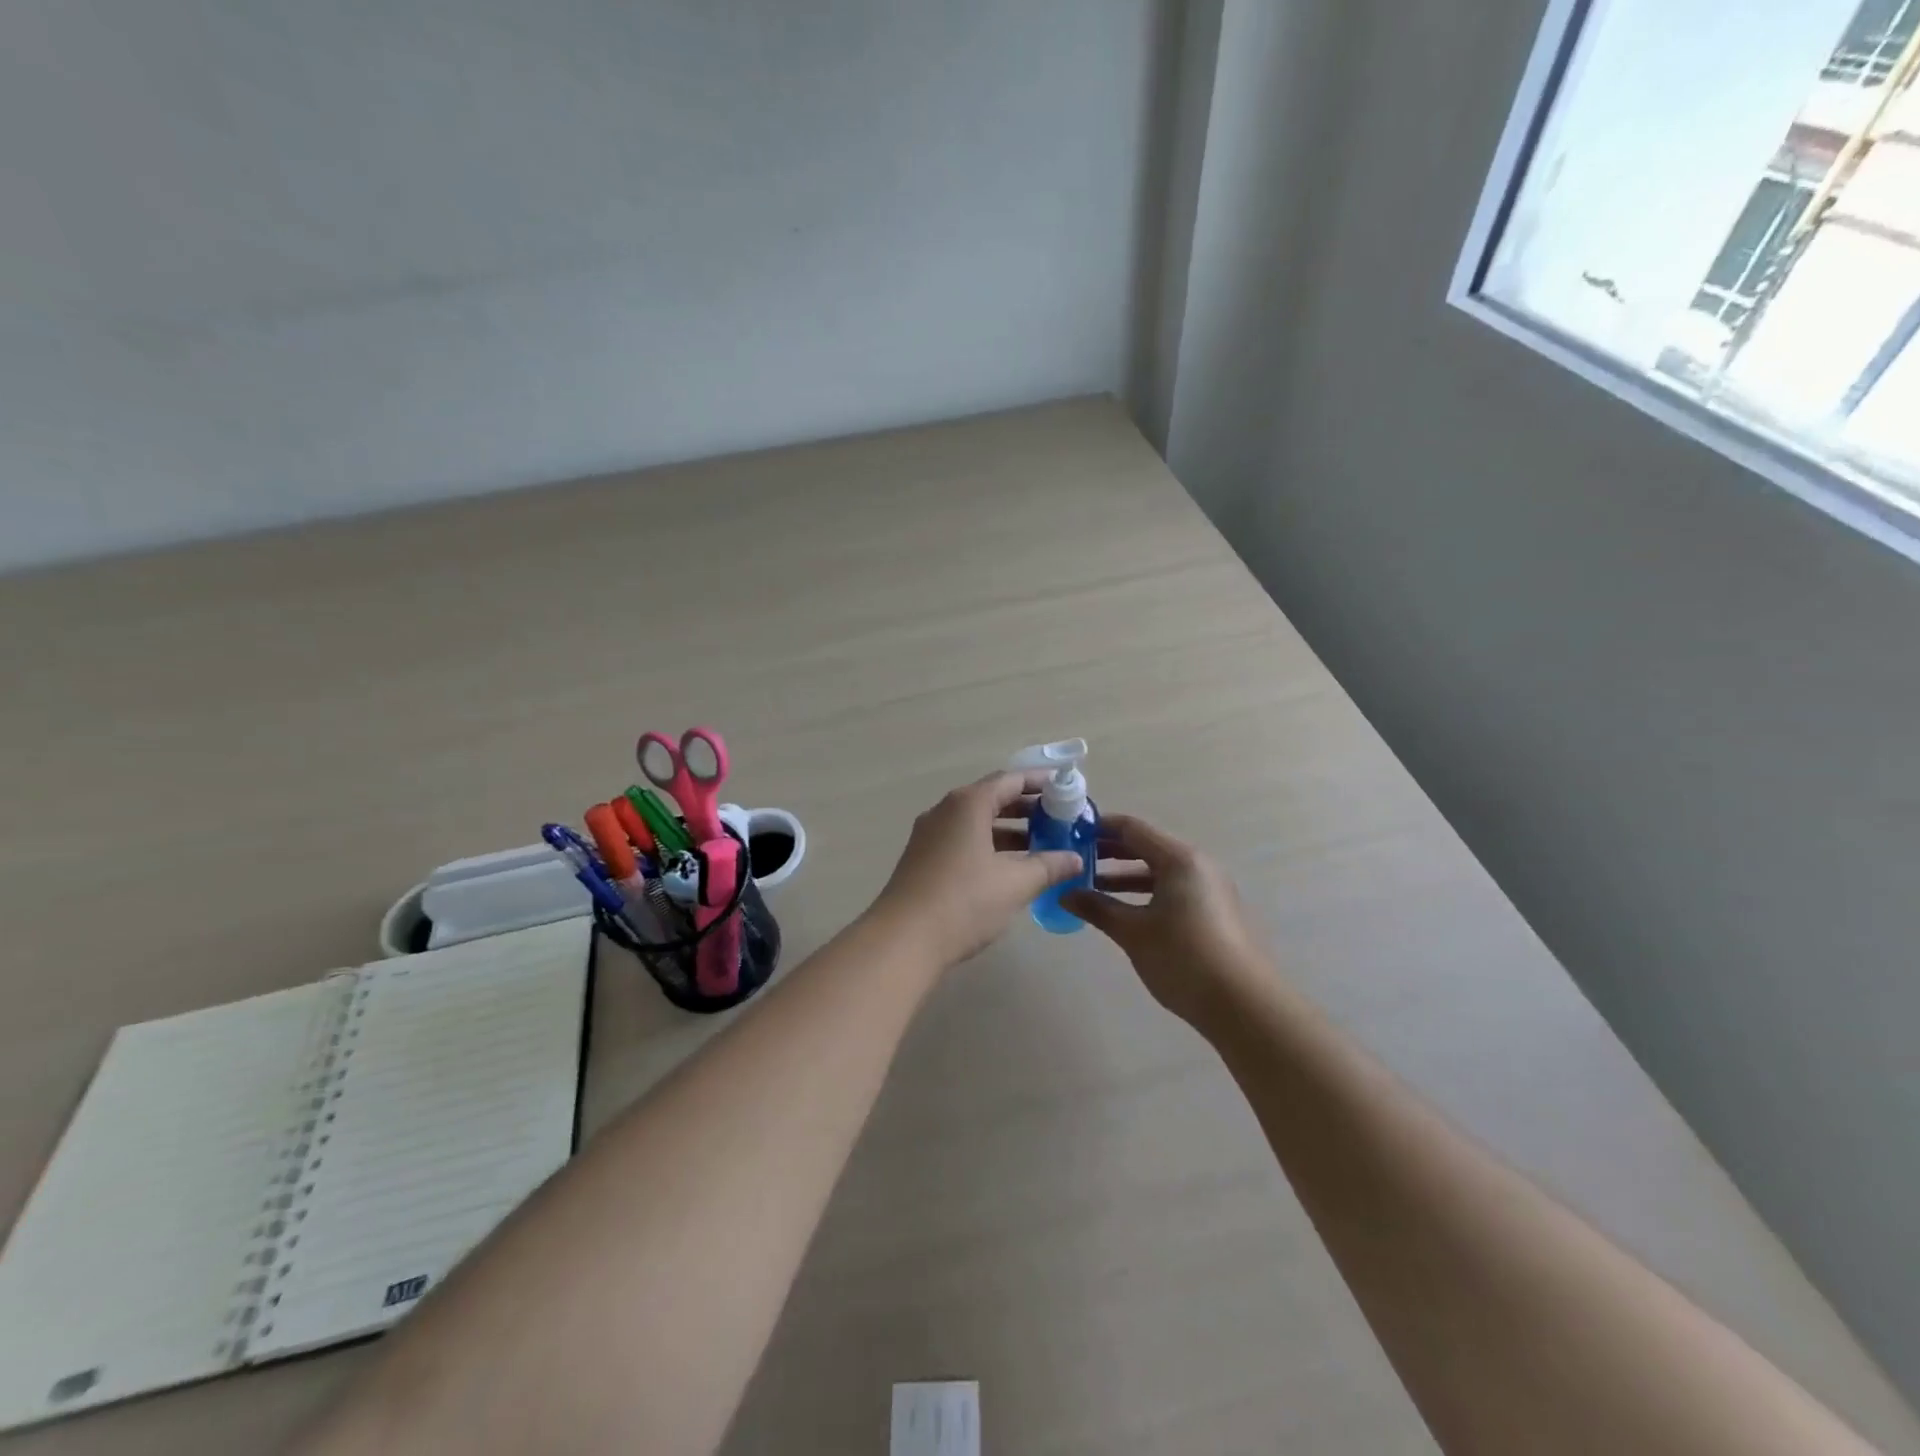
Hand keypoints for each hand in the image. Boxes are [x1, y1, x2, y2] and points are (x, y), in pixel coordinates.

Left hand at [869, 772, 1084, 968]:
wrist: (903, 940)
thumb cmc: (964, 902)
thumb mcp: (1015, 884)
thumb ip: (1048, 866)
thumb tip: (1074, 859)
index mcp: (968, 805)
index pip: (1010, 780)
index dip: (1040, 782)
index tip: (1065, 788)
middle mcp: (945, 811)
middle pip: (991, 798)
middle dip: (1026, 808)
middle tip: (1058, 819)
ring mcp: (929, 835)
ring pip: (976, 822)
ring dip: (1008, 830)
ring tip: (1041, 845)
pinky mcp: (923, 859)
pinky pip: (962, 840)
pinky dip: (988, 845)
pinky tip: (1008, 868)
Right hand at [1062, 814, 1273, 1030]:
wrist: (1244, 1005)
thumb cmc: (1183, 958)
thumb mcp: (1133, 933)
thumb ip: (1097, 908)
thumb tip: (1064, 895)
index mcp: (1179, 859)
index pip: (1131, 828)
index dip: (1099, 828)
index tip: (1069, 833)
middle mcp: (1198, 865)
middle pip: (1146, 846)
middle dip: (1109, 851)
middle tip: (1075, 859)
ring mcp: (1210, 888)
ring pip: (1160, 870)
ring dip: (1125, 875)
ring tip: (1091, 886)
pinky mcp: (1215, 911)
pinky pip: (1173, 888)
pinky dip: (1146, 892)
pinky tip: (1124, 911)